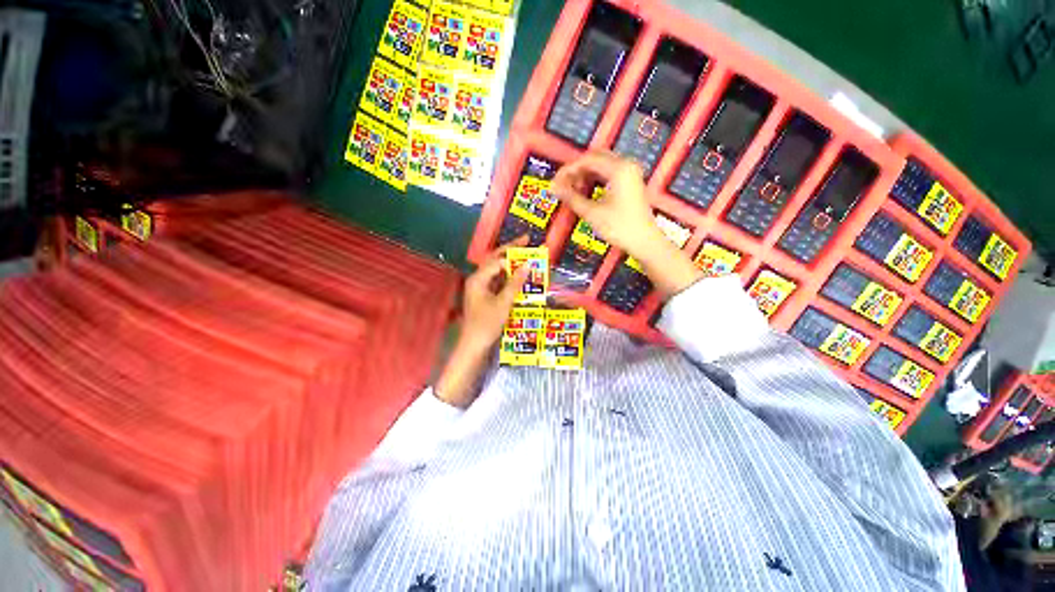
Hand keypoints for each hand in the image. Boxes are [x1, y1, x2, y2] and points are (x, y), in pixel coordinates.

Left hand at [459, 236, 529, 350]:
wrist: (474, 345)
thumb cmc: (487, 324)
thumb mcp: (503, 303)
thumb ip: (515, 283)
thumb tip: (527, 265)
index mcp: (478, 279)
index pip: (497, 260)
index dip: (513, 253)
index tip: (528, 247)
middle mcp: (477, 279)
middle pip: (495, 260)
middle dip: (510, 251)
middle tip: (526, 241)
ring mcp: (480, 287)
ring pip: (497, 270)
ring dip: (510, 263)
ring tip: (525, 256)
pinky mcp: (484, 295)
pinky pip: (498, 281)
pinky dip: (508, 277)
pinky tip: (519, 275)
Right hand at [551, 151, 662, 257]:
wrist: (644, 242)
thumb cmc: (622, 228)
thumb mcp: (592, 213)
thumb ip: (571, 198)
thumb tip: (555, 188)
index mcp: (619, 169)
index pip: (587, 160)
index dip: (568, 170)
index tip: (556, 181)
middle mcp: (626, 166)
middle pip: (594, 158)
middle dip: (576, 171)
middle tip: (563, 185)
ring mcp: (630, 174)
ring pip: (601, 165)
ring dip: (585, 175)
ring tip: (572, 190)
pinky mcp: (630, 183)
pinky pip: (608, 173)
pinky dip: (595, 180)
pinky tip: (586, 191)